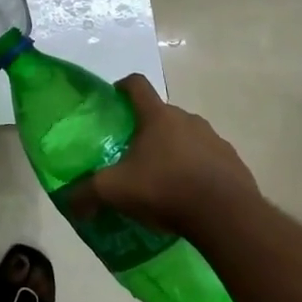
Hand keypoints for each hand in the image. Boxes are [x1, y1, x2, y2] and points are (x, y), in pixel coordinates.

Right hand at [68, 74, 256, 236]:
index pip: (136, 85)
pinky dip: (199, 170)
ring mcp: (215, 139)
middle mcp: (187, 119)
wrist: (227, 216)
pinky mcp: (234, 163)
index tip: (113, 101)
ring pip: (188, 137)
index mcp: (157, 116)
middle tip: (134, 154)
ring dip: (176, 150)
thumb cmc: (166, 189)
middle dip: (148, 129)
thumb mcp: (116, 191)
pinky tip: (191, 196)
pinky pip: (210, 160)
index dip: (122, 88)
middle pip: (162, 114)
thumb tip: (68, 201)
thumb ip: (87, 193)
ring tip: (164, 179)